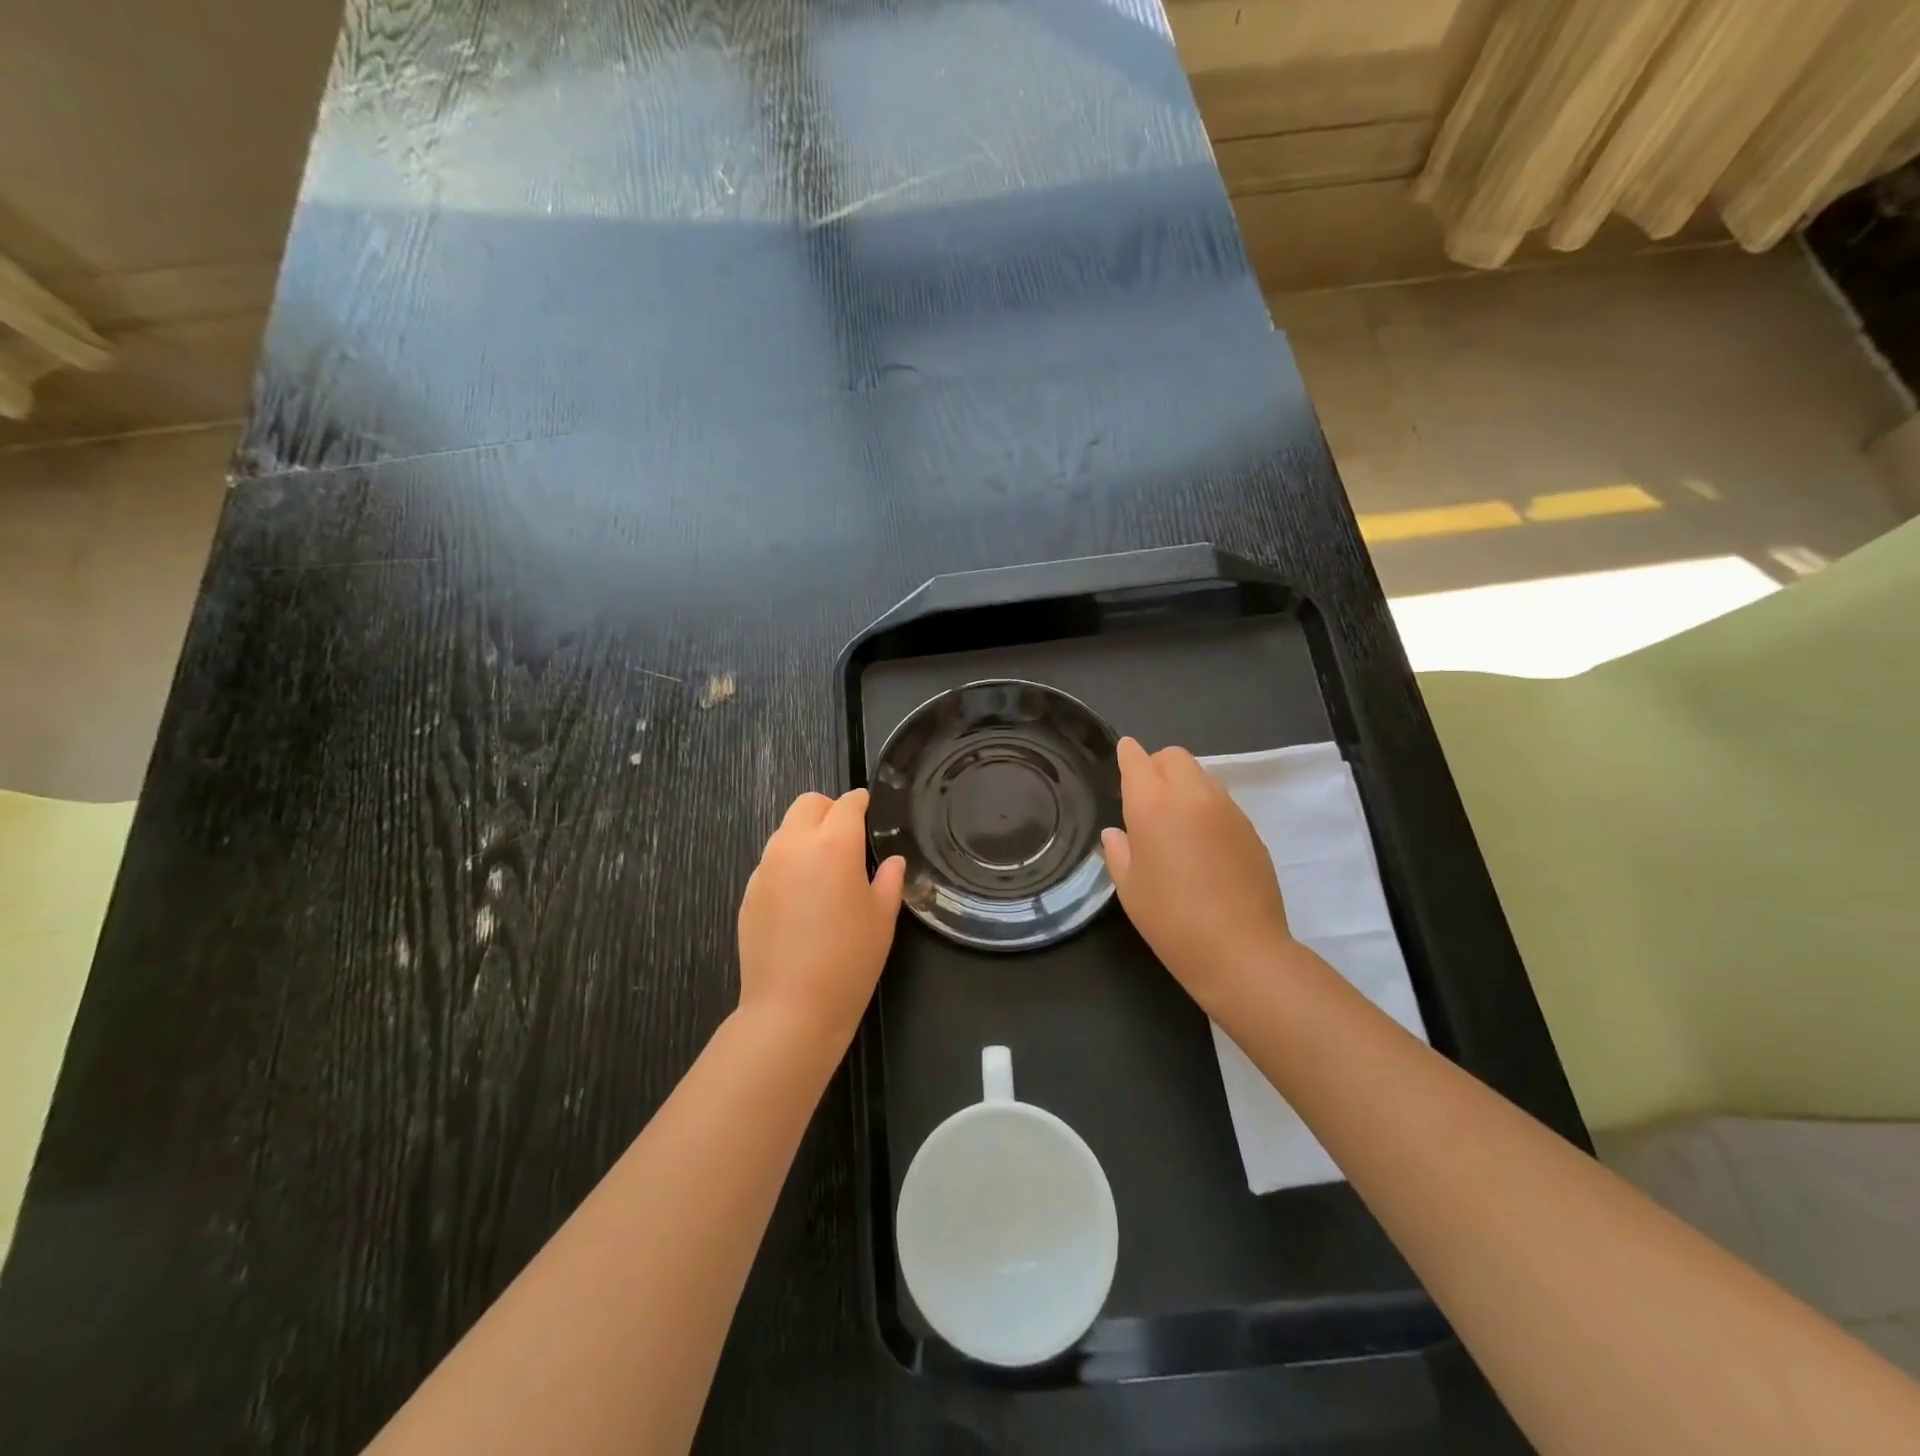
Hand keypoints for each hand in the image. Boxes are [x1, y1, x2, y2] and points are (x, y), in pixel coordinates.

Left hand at [737, 789, 905, 1050]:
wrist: (791, 1008)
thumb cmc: (849, 960)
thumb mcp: (883, 918)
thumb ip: (889, 879)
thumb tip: (892, 861)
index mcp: (834, 844)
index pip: (848, 803)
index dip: (862, 803)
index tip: (871, 812)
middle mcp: (794, 845)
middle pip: (808, 803)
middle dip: (829, 810)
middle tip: (847, 838)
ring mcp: (766, 867)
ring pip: (786, 830)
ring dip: (806, 835)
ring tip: (824, 871)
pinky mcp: (748, 892)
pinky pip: (771, 861)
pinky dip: (789, 864)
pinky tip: (801, 900)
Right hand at [1101, 738, 1292, 1013]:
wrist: (1240, 950)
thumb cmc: (1170, 920)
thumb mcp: (1129, 888)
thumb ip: (1119, 852)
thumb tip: (1118, 834)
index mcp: (1152, 804)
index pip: (1138, 760)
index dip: (1128, 755)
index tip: (1124, 756)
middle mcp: (1192, 795)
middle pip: (1174, 757)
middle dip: (1157, 766)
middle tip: (1146, 796)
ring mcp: (1227, 809)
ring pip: (1202, 775)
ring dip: (1184, 785)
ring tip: (1175, 822)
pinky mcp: (1250, 828)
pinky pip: (1222, 802)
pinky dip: (1206, 808)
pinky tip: (1202, 844)